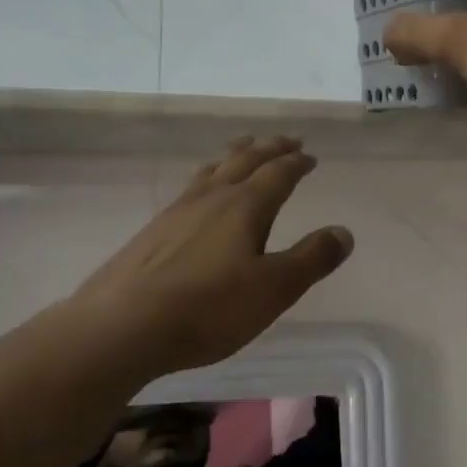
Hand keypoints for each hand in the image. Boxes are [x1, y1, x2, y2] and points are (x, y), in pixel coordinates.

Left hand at [66, 137, 353, 375]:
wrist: (122, 326)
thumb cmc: (208, 308)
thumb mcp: (274, 289)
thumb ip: (311, 259)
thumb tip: (344, 232)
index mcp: (245, 206)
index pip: (278, 174)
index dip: (297, 163)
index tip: (310, 157)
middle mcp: (212, 198)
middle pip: (245, 161)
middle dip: (269, 149)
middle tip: (285, 140)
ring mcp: (177, 211)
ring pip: (213, 170)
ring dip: (235, 155)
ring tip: (243, 149)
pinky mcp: (153, 231)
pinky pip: (190, 188)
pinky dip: (208, 178)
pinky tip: (199, 194)